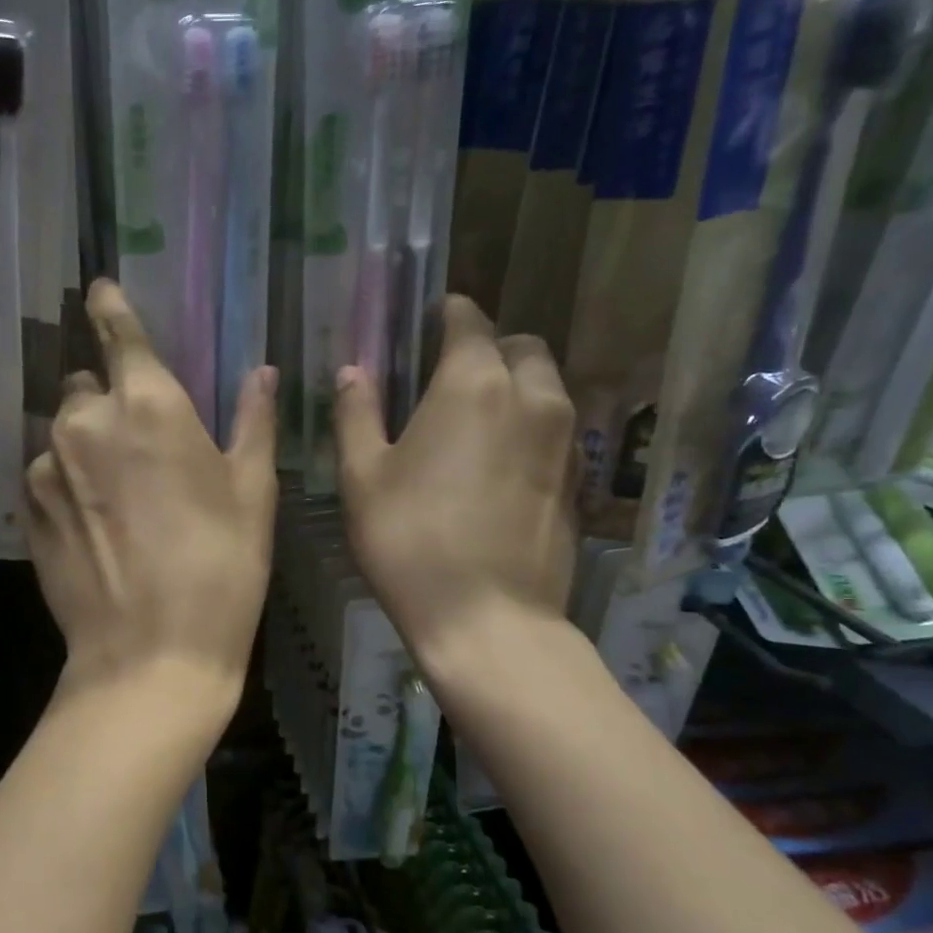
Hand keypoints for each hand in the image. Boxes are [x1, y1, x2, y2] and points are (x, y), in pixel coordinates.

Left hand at [26, 280, 277, 704]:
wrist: (150, 655)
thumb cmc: (220, 569)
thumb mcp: (252, 493)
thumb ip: (251, 421)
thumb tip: (261, 373)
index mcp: (148, 405)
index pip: (118, 333)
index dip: (110, 308)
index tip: (98, 289)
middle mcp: (85, 421)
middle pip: (87, 387)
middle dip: (109, 402)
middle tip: (142, 449)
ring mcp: (46, 466)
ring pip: (64, 434)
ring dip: (87, 448)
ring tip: (120, 500)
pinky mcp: (25, 509)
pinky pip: (46, 475)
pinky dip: (67, 484)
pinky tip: (95, 527)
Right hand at [335, 296, 577, 661]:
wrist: (487, 618)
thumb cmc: (409, 541)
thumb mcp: (362, 477)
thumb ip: (357, 413)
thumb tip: (353, 371)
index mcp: (473, 383)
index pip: (469, 320)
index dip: (447, 313)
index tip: (428, 320)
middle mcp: (531, 396)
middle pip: (520, 345)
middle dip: (489, 346)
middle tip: (451, 375)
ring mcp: (564, 438)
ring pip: (546, 384)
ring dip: (515, 384)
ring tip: (477, 418)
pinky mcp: (579, 477)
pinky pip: (558, 427)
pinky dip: (532, 424)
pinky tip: (500, 460)